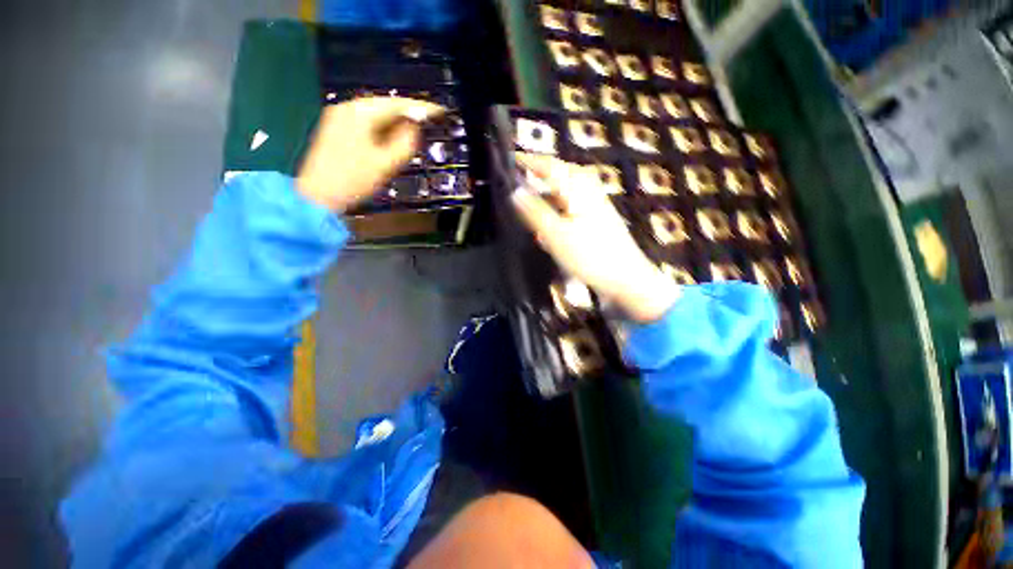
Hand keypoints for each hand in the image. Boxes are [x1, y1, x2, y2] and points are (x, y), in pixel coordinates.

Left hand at [296, 97, 445, 211]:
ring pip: (375, 114)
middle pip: (384, 105)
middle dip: (407, 114)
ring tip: (414, 131)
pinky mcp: (336, 129)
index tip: (438, 112)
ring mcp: (339, 118)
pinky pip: (366, 122)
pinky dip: (382, 128)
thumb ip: (405, 142)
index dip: (420, 108)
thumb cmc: (353, 180)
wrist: (319, 196)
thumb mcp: (386, 163)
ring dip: (395, 122)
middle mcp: (347, 109)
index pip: (396, 104)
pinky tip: (391, 138)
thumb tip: (415, 126)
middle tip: (428, 122)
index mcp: (359, 114)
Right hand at [511, 154, 679, 322]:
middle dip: (538, 177)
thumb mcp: (556, 235)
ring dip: (546, 197)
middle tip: (518, 183)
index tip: (509, 161)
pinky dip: (557, 211)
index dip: (528, 161)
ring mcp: (594, 204)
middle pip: (558, 175)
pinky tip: (549, 226)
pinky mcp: (596, 219)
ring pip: (564, 192)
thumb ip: (535, 211)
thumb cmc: (590, 256)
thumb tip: (514, 190)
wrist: (626, 278)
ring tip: (530, 205)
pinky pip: (570, 207)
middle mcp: (588, 189)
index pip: (549, 165)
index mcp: (578, 187)